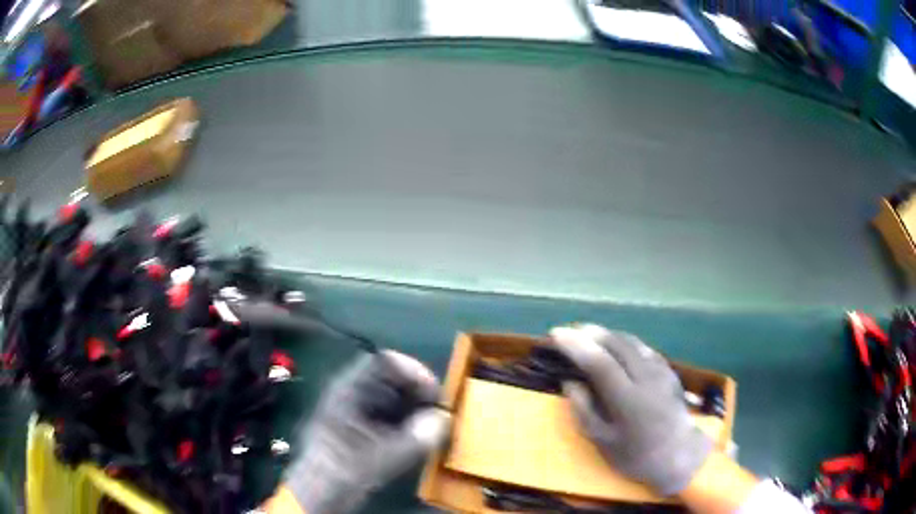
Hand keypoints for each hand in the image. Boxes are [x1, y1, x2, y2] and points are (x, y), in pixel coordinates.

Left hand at [283, 351, 450, 513]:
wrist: (316, 492)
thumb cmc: (343, 470)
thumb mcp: (382, 456)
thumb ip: (416, 438)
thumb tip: (443, 419)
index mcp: (349, 390)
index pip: (386, 362)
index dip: (414, 372)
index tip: (435, 394)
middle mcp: (351, 393)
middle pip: (390, 377)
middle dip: (418, 391)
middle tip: (438, 412)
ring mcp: (353, 410)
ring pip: (390, 396)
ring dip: (414, 406)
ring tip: (431, 425)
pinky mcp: (358, 427)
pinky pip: (387, 413)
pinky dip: (406, 420)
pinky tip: (417, 437)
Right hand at [551, 324, 712, 495]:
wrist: (679, 455)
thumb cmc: (636, 455)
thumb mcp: (602, 441)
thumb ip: (583, 409)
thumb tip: (569, 382)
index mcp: (628, 399)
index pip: (599, 362)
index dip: (575, 345)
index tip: (555, 334)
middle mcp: (647, 377)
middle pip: (616, 343)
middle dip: (589, 332)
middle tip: (568, 331)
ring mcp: (661, 370)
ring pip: (631, 341)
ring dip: (607, 334)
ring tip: (587, 334)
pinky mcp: (669, 370)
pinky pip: (643, 348)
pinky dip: (623, 343)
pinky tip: (615, 348)